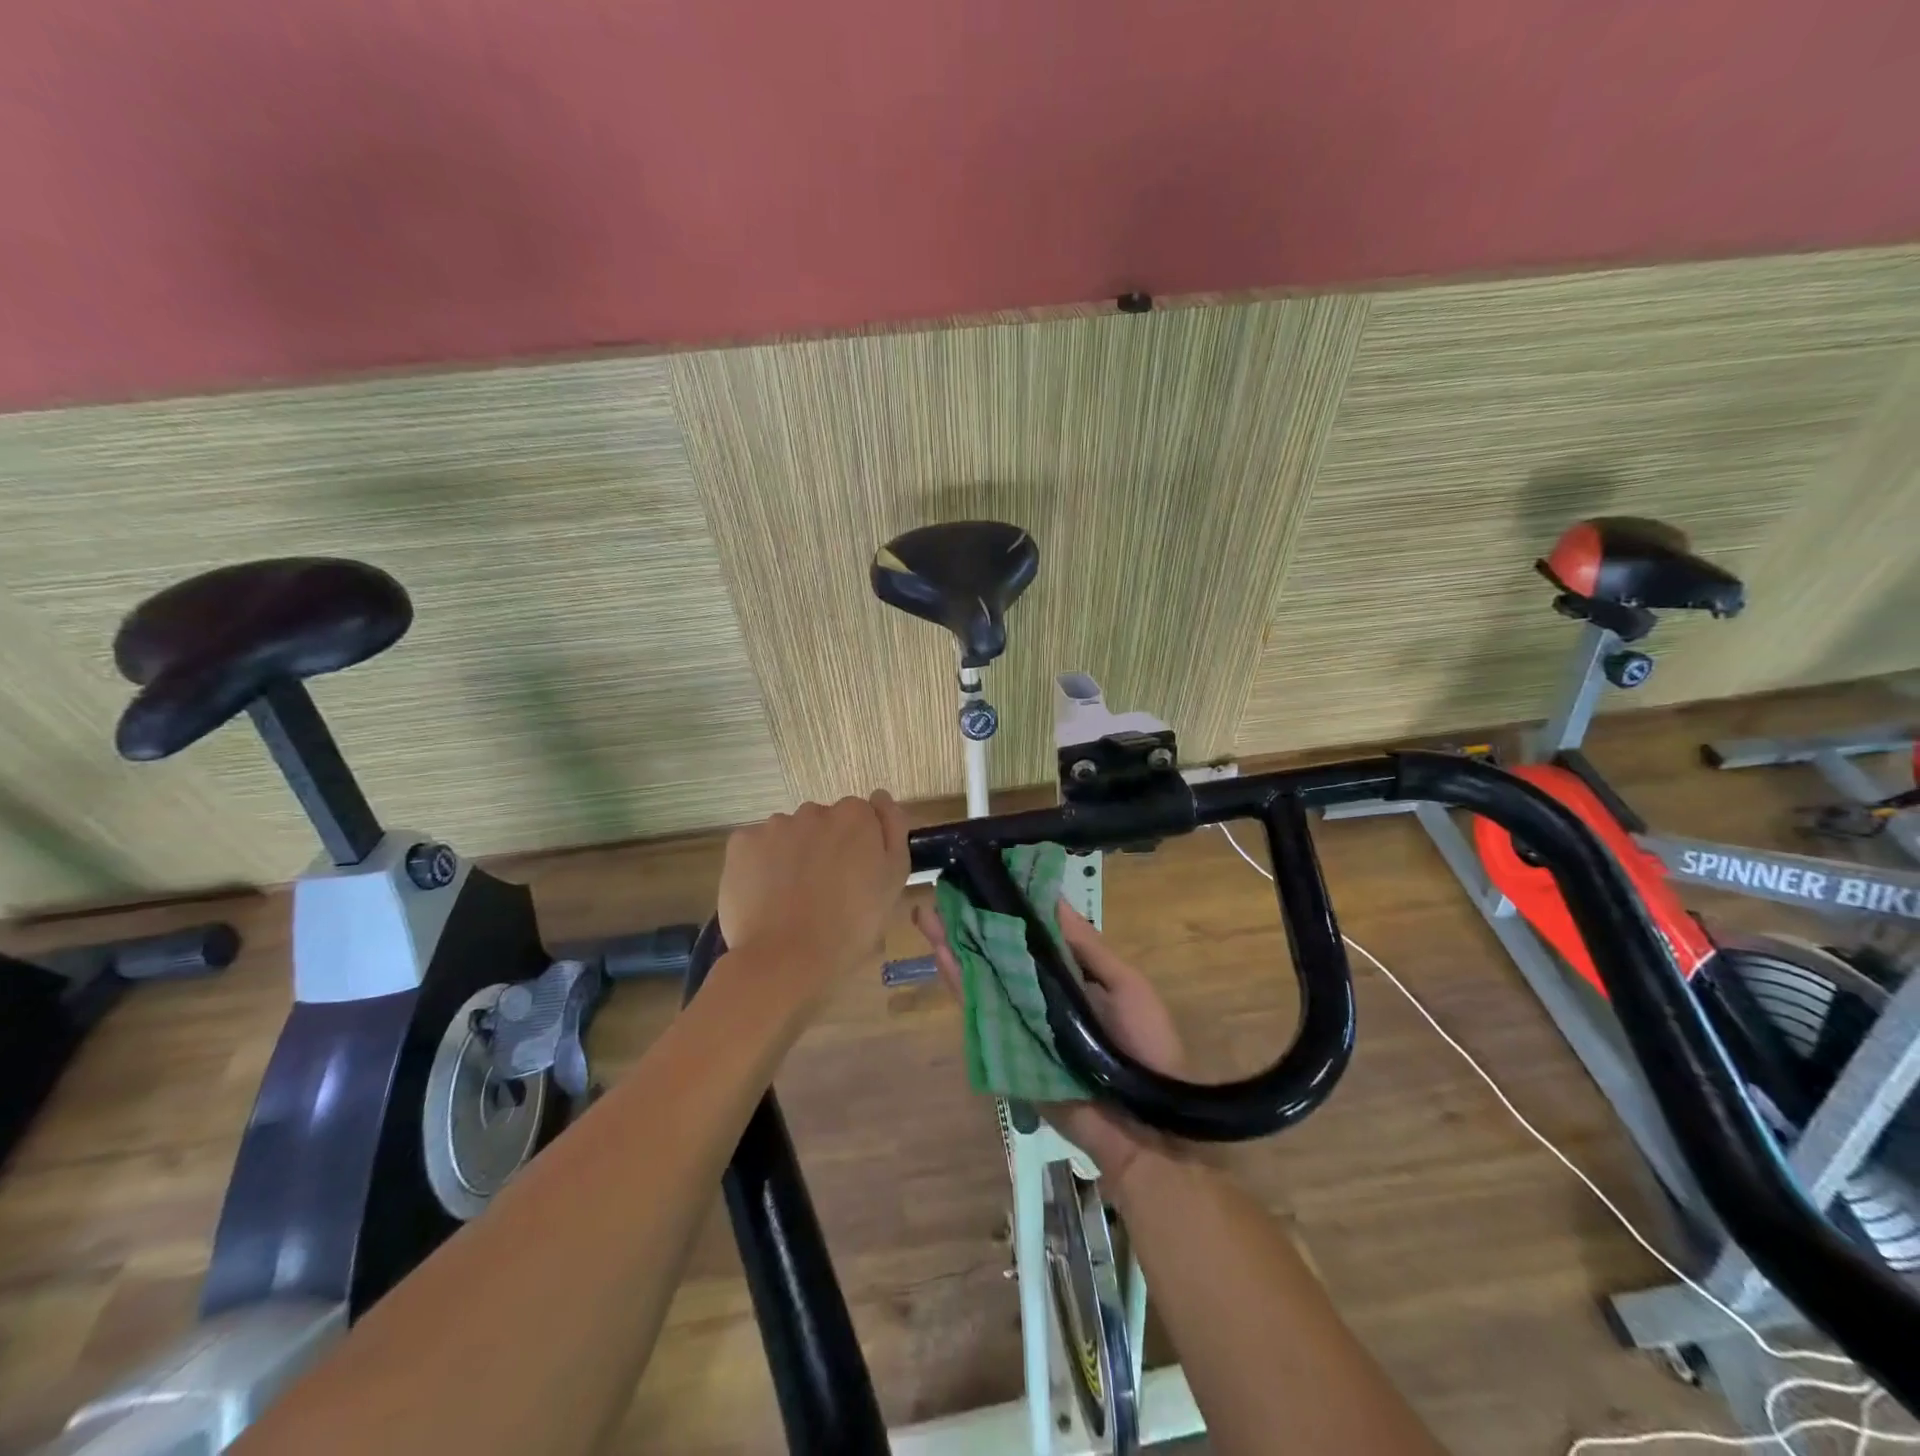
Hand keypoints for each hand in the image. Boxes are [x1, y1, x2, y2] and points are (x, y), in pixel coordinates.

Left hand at [719, 793, 909, 1000]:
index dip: (860, 846)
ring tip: (792, 898)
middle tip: (826, 891)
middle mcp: (814, 810)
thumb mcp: (893, 882)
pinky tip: (766, 896)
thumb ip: (893, 831)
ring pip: (789, 834)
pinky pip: (757, 847)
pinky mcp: (741, 843)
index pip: (861, 818)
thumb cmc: (851, 926)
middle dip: (826, 847)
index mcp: (856, 817)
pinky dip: (761, 865)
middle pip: (824, 823)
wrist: (786, 959)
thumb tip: (881, 797)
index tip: (856, 876)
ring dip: (793, 854)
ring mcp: (774, 825)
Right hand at [911, 899, 1187, 1181]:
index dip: (1005, 906)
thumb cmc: (1145, 1044)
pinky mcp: (1006, 1050)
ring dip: (953, 947)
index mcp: (1068, 975)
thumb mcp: (1124, 984)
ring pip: (980, 978)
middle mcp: (1037, 994)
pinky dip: (958, 985)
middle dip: (968, 924)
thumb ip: (1085, 945)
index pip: (1029, 933)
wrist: (1145, 1126)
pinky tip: (940, 956)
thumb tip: (1052, 897)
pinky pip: (978, 1014)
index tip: (982, 877)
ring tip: (926, 916)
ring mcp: (1019, 1021)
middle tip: (939, 894)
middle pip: (996, 953)